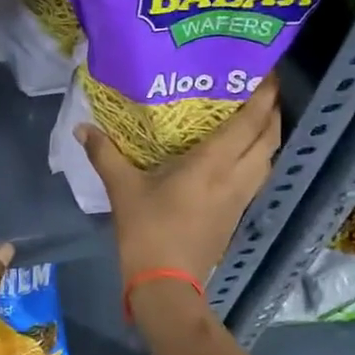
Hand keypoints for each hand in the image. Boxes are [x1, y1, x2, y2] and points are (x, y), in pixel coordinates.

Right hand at [77, 74, 281, 285]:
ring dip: (269, 135)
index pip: (249, 123)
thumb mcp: (122, 188)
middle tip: (261, 88)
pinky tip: (242, 154)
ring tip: (256, 116)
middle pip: (269, 138)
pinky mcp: (237, 215)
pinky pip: (258, 176)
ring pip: (269, 159)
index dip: (263, 96)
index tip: (266, 71)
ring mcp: (240, 198)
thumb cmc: (146, 231)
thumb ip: (104, 153)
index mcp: (212, 165)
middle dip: (272, 111)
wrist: (166, 283)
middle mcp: (235, 177)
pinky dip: (259, 157)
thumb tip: (82, 127)